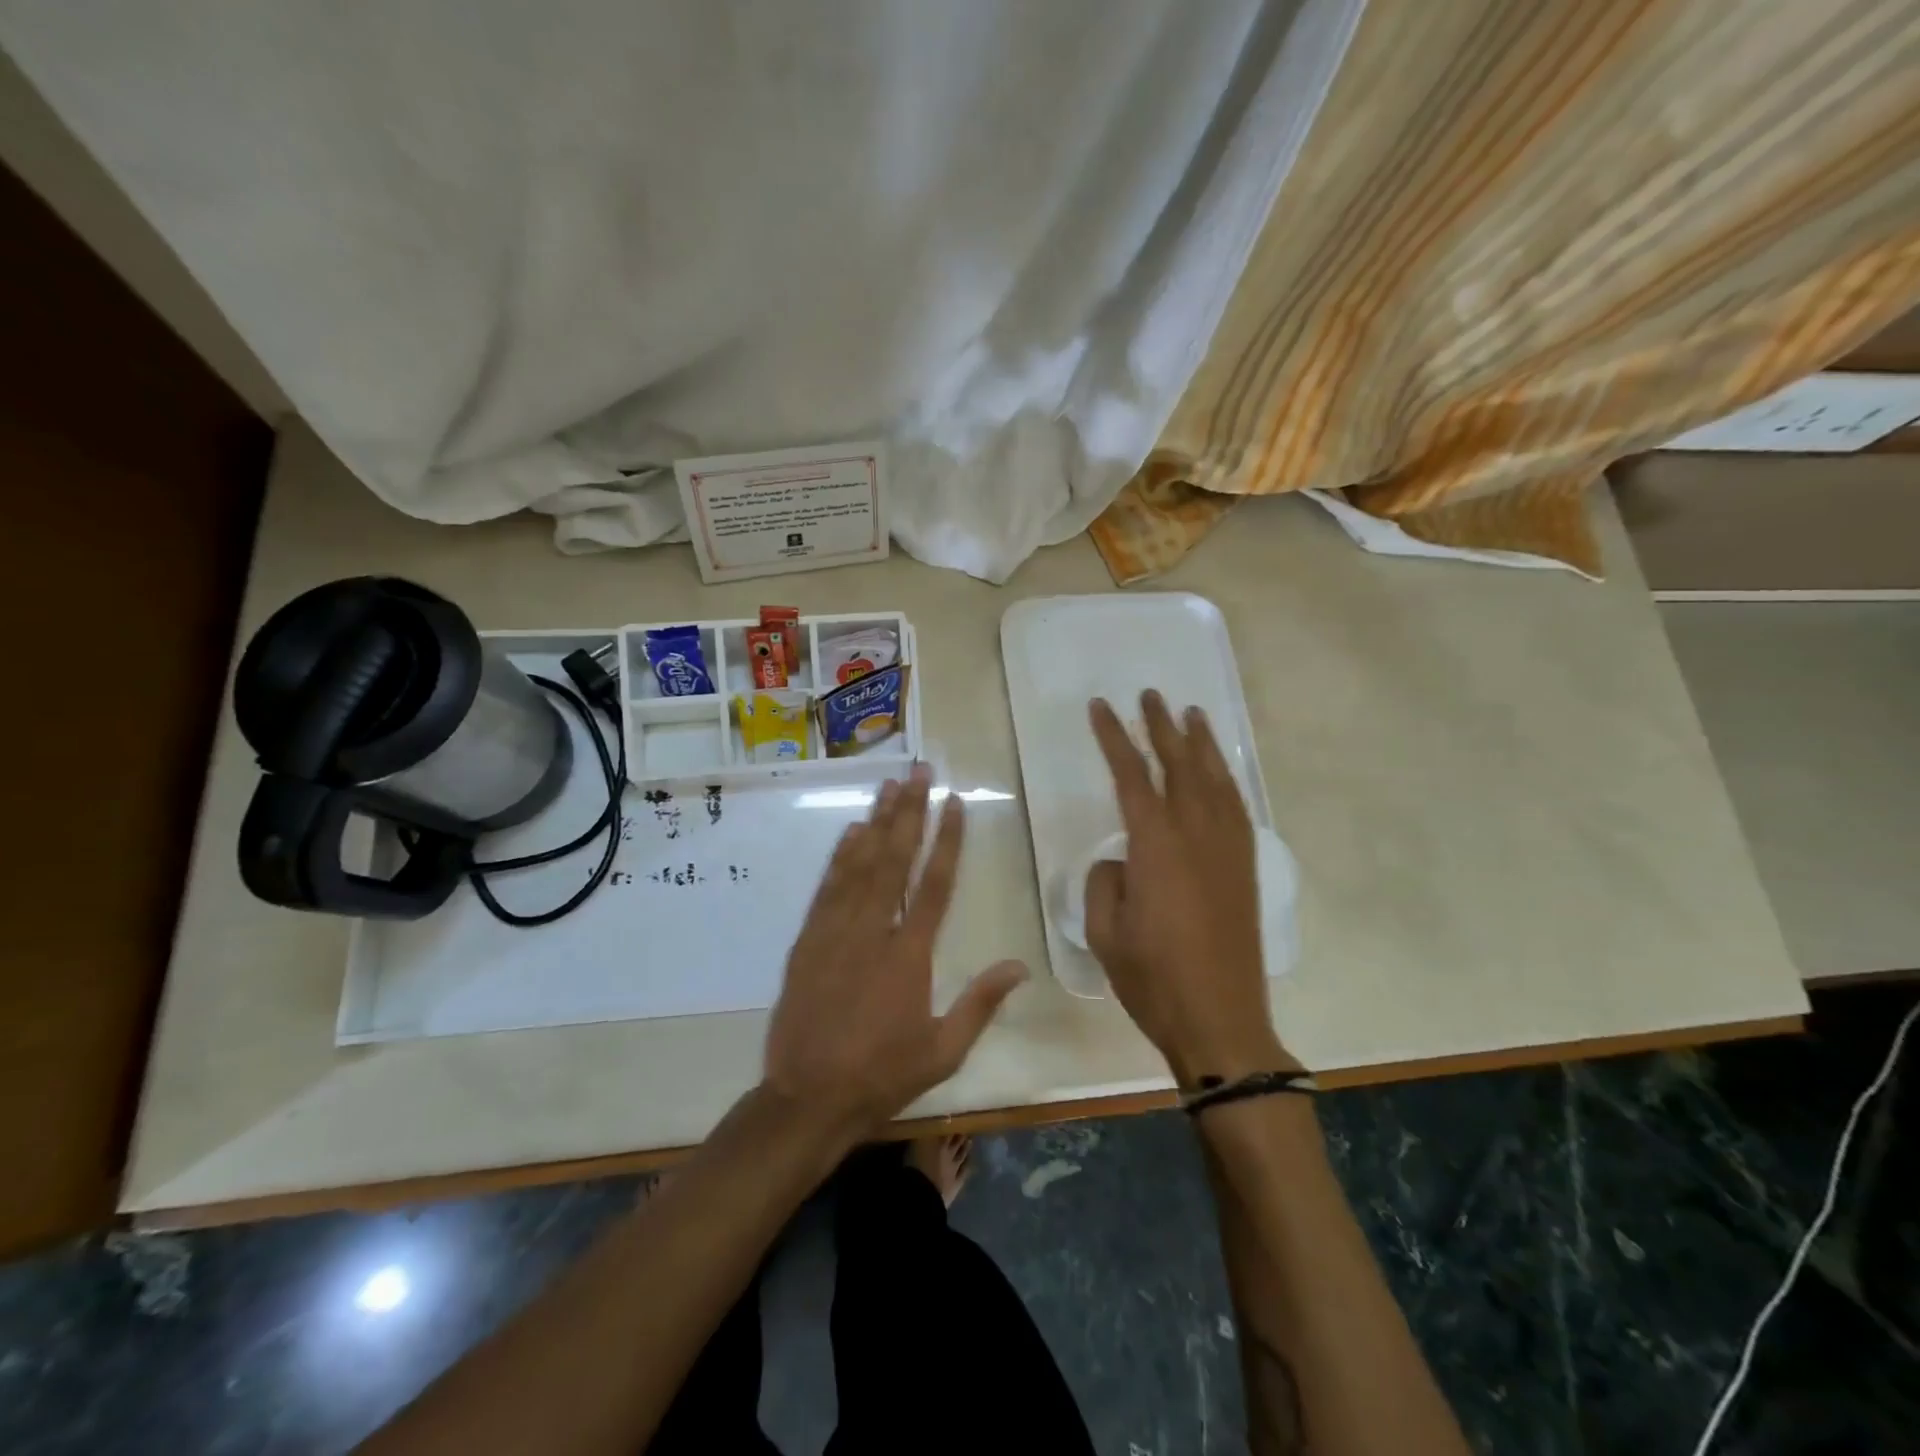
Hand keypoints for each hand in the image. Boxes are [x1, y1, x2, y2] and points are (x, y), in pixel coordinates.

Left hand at [763, 762, 1027, 1140]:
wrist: (807, 1098)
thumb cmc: (882, 1075)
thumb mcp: (943, 1051)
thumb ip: (980, 1003)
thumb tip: (1019, 966)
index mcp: (910, 956)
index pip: (935, 884)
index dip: (948, 839)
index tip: (955, 802)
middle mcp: (873, 931)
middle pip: (895, 860)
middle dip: (910, 812)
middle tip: (919, 771)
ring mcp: (835, 932)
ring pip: (859, 865)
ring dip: (877, 822)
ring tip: (889, 785)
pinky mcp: (807, 941)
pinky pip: (827, 888)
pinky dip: (840, 856)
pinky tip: (851, 831)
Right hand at [1085, 691, 1298, 1084]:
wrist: (1221, 1020)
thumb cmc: (1153, 979)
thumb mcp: (1105, 931)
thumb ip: (1105, 882)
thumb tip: (1121, 861)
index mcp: (1156, 847)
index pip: (1131, 777)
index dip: (1114, 738)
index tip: (1101, 708)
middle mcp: (1196, 835)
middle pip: (1179, 766)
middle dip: (1163, 727)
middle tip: (1151, 695)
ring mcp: (1227, 850)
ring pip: (1215, 781)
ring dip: (1202, 745)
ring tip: (1192, 715)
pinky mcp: (1245, 868)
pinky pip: (1238, 809)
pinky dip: (1226, 781)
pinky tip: (1219, 773)